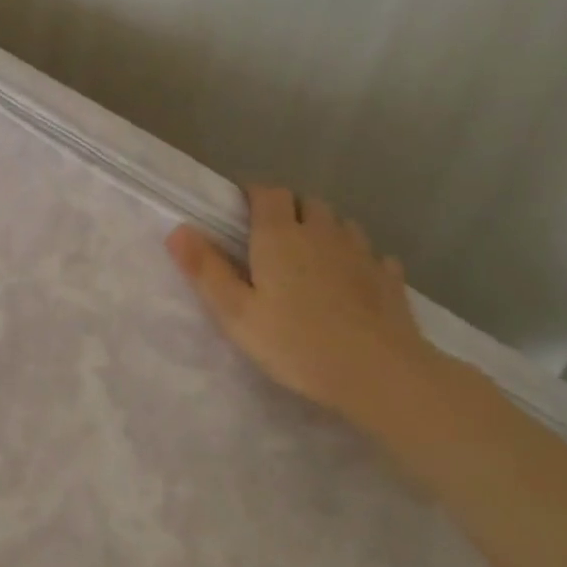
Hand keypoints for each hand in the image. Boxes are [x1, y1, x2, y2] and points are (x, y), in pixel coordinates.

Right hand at [165, 184, 446, 432]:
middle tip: (271, 239)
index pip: (269, 192)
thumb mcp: (235, 312)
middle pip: (307, 202)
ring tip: (310, 258)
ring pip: (341, 224)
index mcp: (280, 236)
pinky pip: (371, 254)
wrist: (377, 373)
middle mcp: (323, 233)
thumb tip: (178, 229)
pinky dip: (357, 259)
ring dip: (324, 230)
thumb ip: (206, 269)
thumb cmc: (295, 343)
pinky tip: (352, 280)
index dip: (254, 194)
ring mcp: (362, 253)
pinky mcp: (389, 278)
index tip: (240, 210)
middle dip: (289, 210)